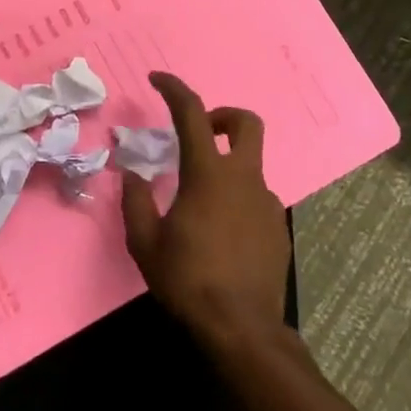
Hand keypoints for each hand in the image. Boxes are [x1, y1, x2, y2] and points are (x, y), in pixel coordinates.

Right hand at [121, 72, 289, 346]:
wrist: (243, 331)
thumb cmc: (188, 280)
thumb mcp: (145, 242)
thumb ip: (136, 201)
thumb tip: (132, 175)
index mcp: (207, 174)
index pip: (191, 114)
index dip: (174, 88)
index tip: (157, 79)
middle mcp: (243, 179)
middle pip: (246, 123)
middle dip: (223, 116)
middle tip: (200, 133)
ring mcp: (266, 203)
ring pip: (249, 166)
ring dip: (226, 168)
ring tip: (199, 204)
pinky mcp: (278, 229)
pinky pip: (255, 199)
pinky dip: (237, 200)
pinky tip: (220, 234)